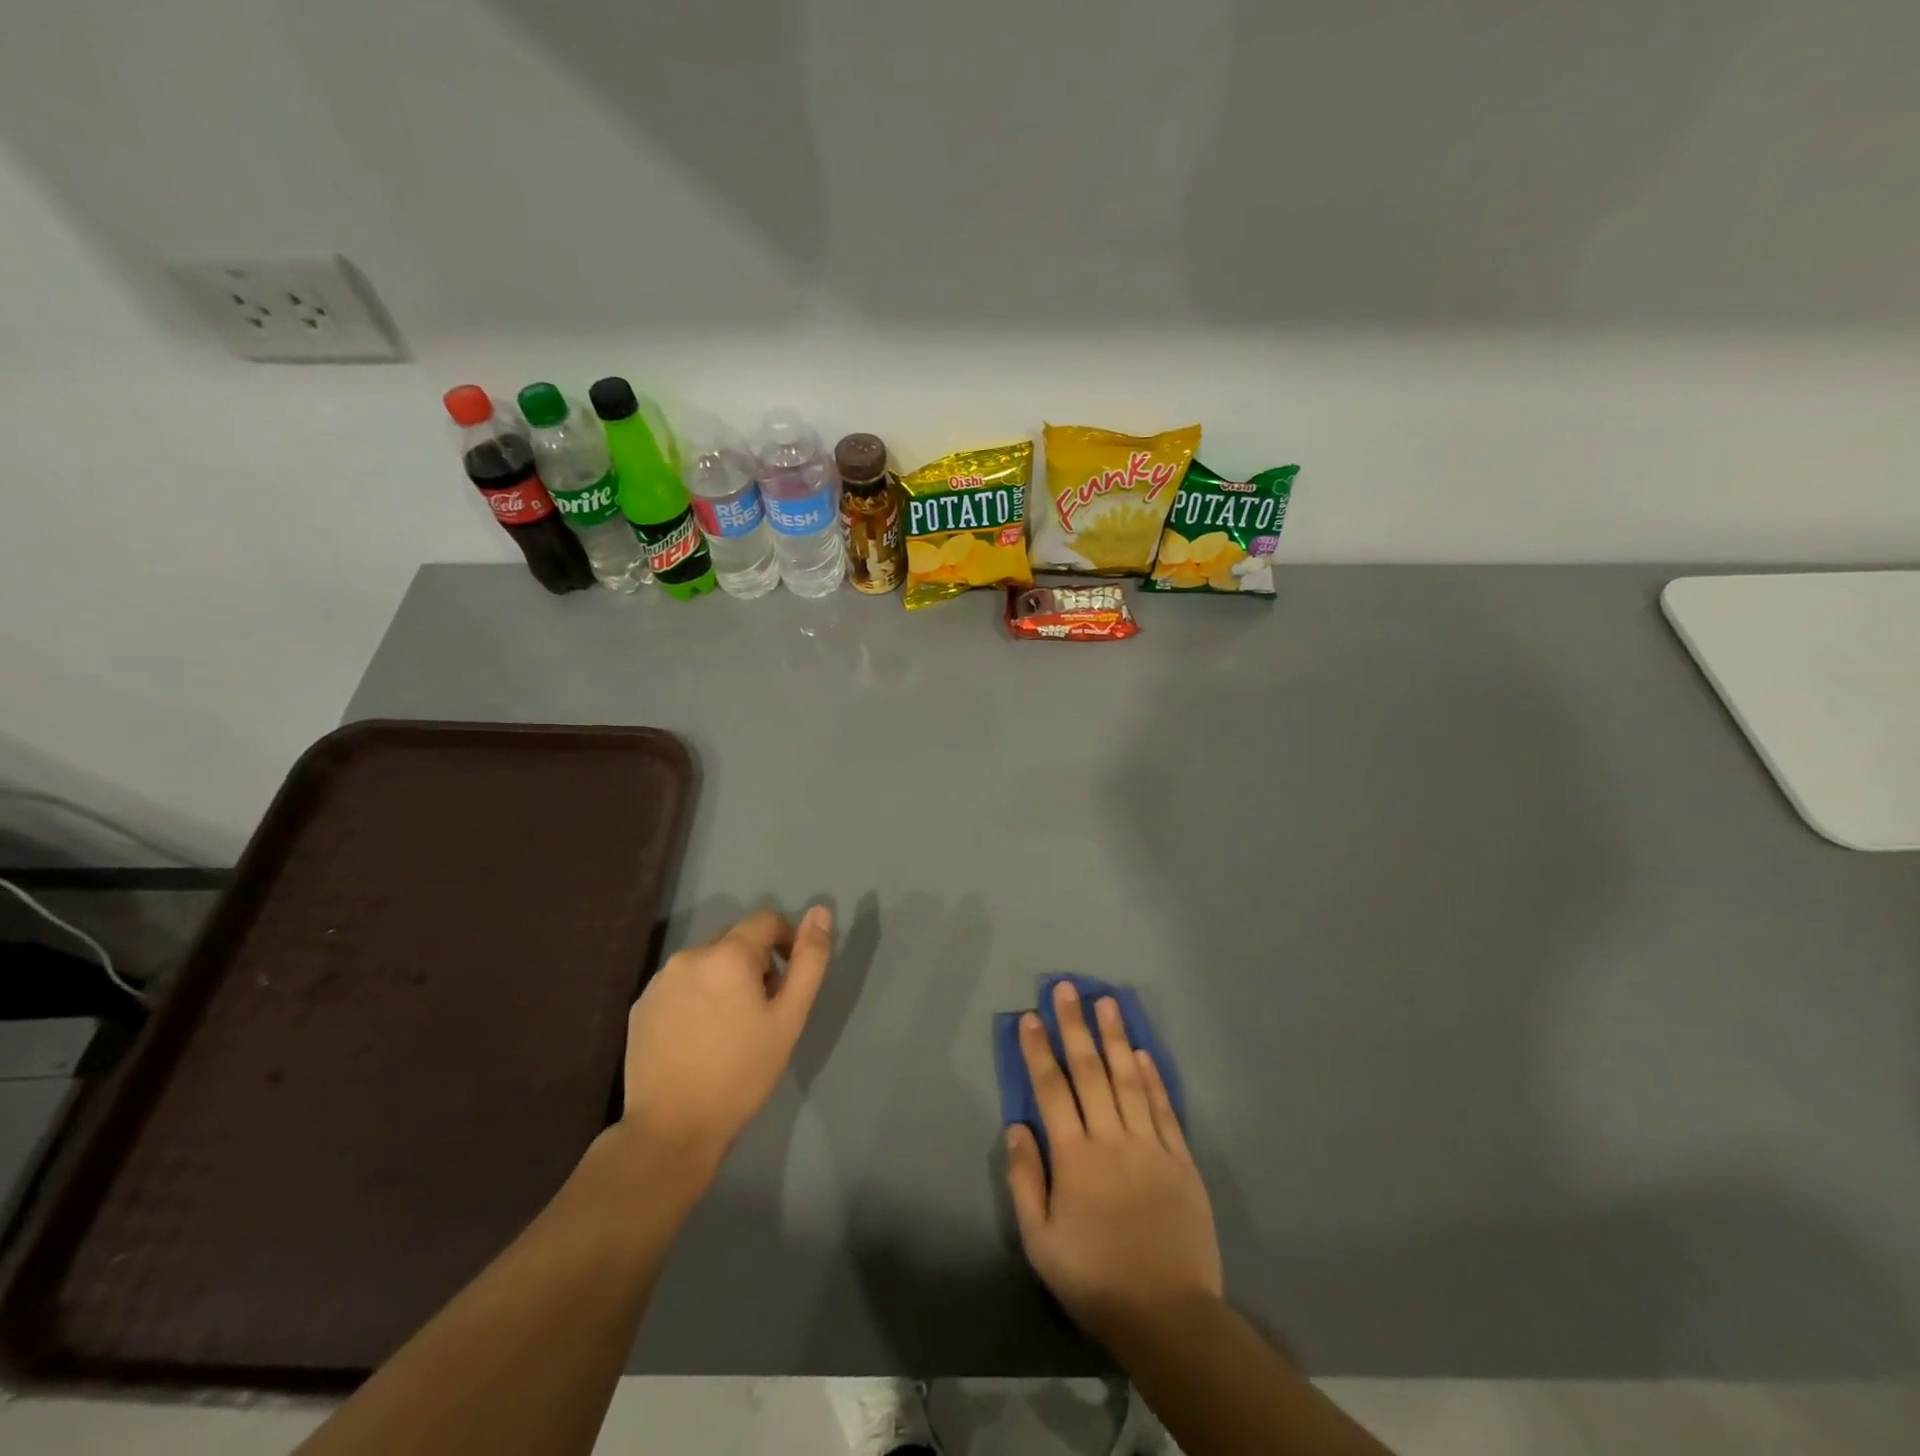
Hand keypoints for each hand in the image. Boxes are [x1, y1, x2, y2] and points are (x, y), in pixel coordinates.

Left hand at [616, 906, 832, 1176]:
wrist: (672, 1129)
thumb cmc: (741, 1072)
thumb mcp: (790, 1017)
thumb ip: (809, 960)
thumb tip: (820, 911)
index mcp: (728, 954)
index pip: (765, 920)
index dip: (785, 940)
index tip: (789, 978)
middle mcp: (690, 955)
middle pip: (734, 940)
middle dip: (755, 962)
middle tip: (763, 1008)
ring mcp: (660, 980)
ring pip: (705, 962)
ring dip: (724, 978)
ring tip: (731, 1025)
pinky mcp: (641, 1005)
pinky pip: (680, 984)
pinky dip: (696, 996)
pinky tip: (699, 1036)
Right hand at [1006, 981, 1222, 1347]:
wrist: (1168, 1315)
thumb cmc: (1095, 1279)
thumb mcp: (1041, 1240)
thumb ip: (1026, 1179)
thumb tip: (1017, 1126)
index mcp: (1075, 1157)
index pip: (1052, 1089)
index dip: (1039, 1050)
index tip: (1031, 1016)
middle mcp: (1112, 1139)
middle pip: (1090, 1071)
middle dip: (1075, 1025)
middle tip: (1067, 988)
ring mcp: (1150, 1145)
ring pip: (1129, 1079)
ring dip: (1115, 1037)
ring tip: (1106, 1001)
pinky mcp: (1180, 1159)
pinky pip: (1164, 1108)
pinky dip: (1153, 1077)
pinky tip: (1142, 1052)